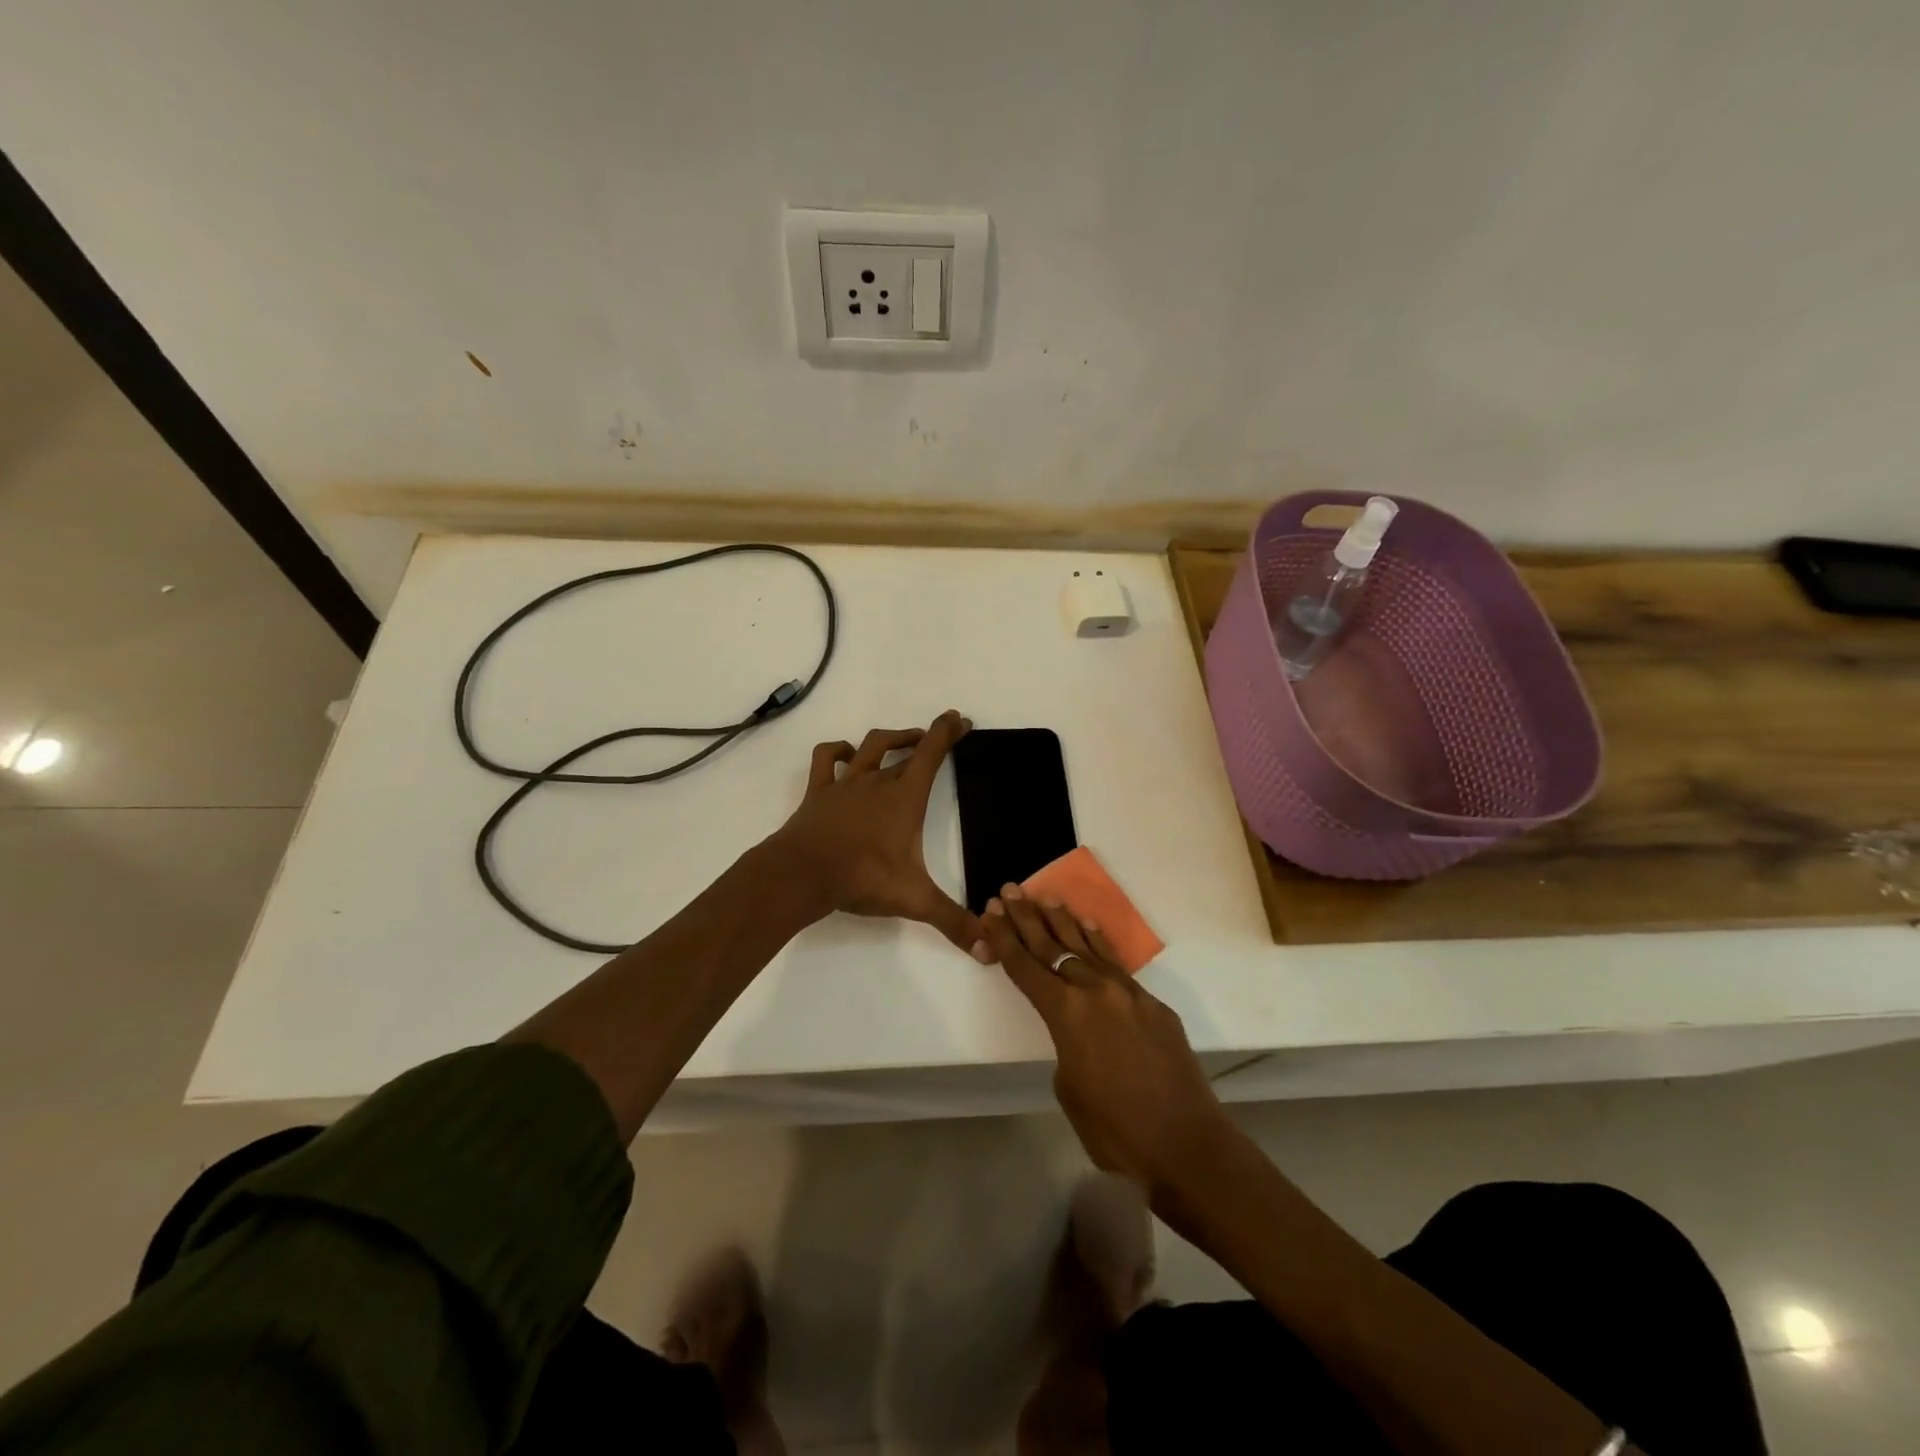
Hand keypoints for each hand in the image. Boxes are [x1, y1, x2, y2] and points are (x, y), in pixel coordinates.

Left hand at [769, 710, 981, 952]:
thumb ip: (953, 922)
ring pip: (870, 746)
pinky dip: (836, 751)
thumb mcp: (914, 900)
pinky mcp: (818, 792)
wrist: (802, 874)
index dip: (948, 731)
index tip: (960, 718)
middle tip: (942, 734)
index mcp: (905, 797)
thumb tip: (989, 949)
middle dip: (928, 737)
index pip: (932, 753)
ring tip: (904, 740)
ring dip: (890, 739)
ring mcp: (845, 783)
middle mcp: (877, 781)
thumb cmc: (862, 878)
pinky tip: (845, 754)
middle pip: (906, 748)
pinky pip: (825, 759)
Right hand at [984, 885, 1237, 1198]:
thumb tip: (1076, 1030)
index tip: (990, 912)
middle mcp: (1095, 991)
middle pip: (1053, 946)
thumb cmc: (1115, 1131)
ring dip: (1063, 921)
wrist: (1187, 1145)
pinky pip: (1117, 963)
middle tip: (1009, 891)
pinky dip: (1099, 942)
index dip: (1004, 938)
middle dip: (1027, 918)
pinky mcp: (1153, 1003)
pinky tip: (1088, 926)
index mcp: (1066, 1014)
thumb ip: (1065, 1045)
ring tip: (1044, 897)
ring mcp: (1128, 993)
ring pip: (1087, 946)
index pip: (1026, 967)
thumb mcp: (1069, 1089)